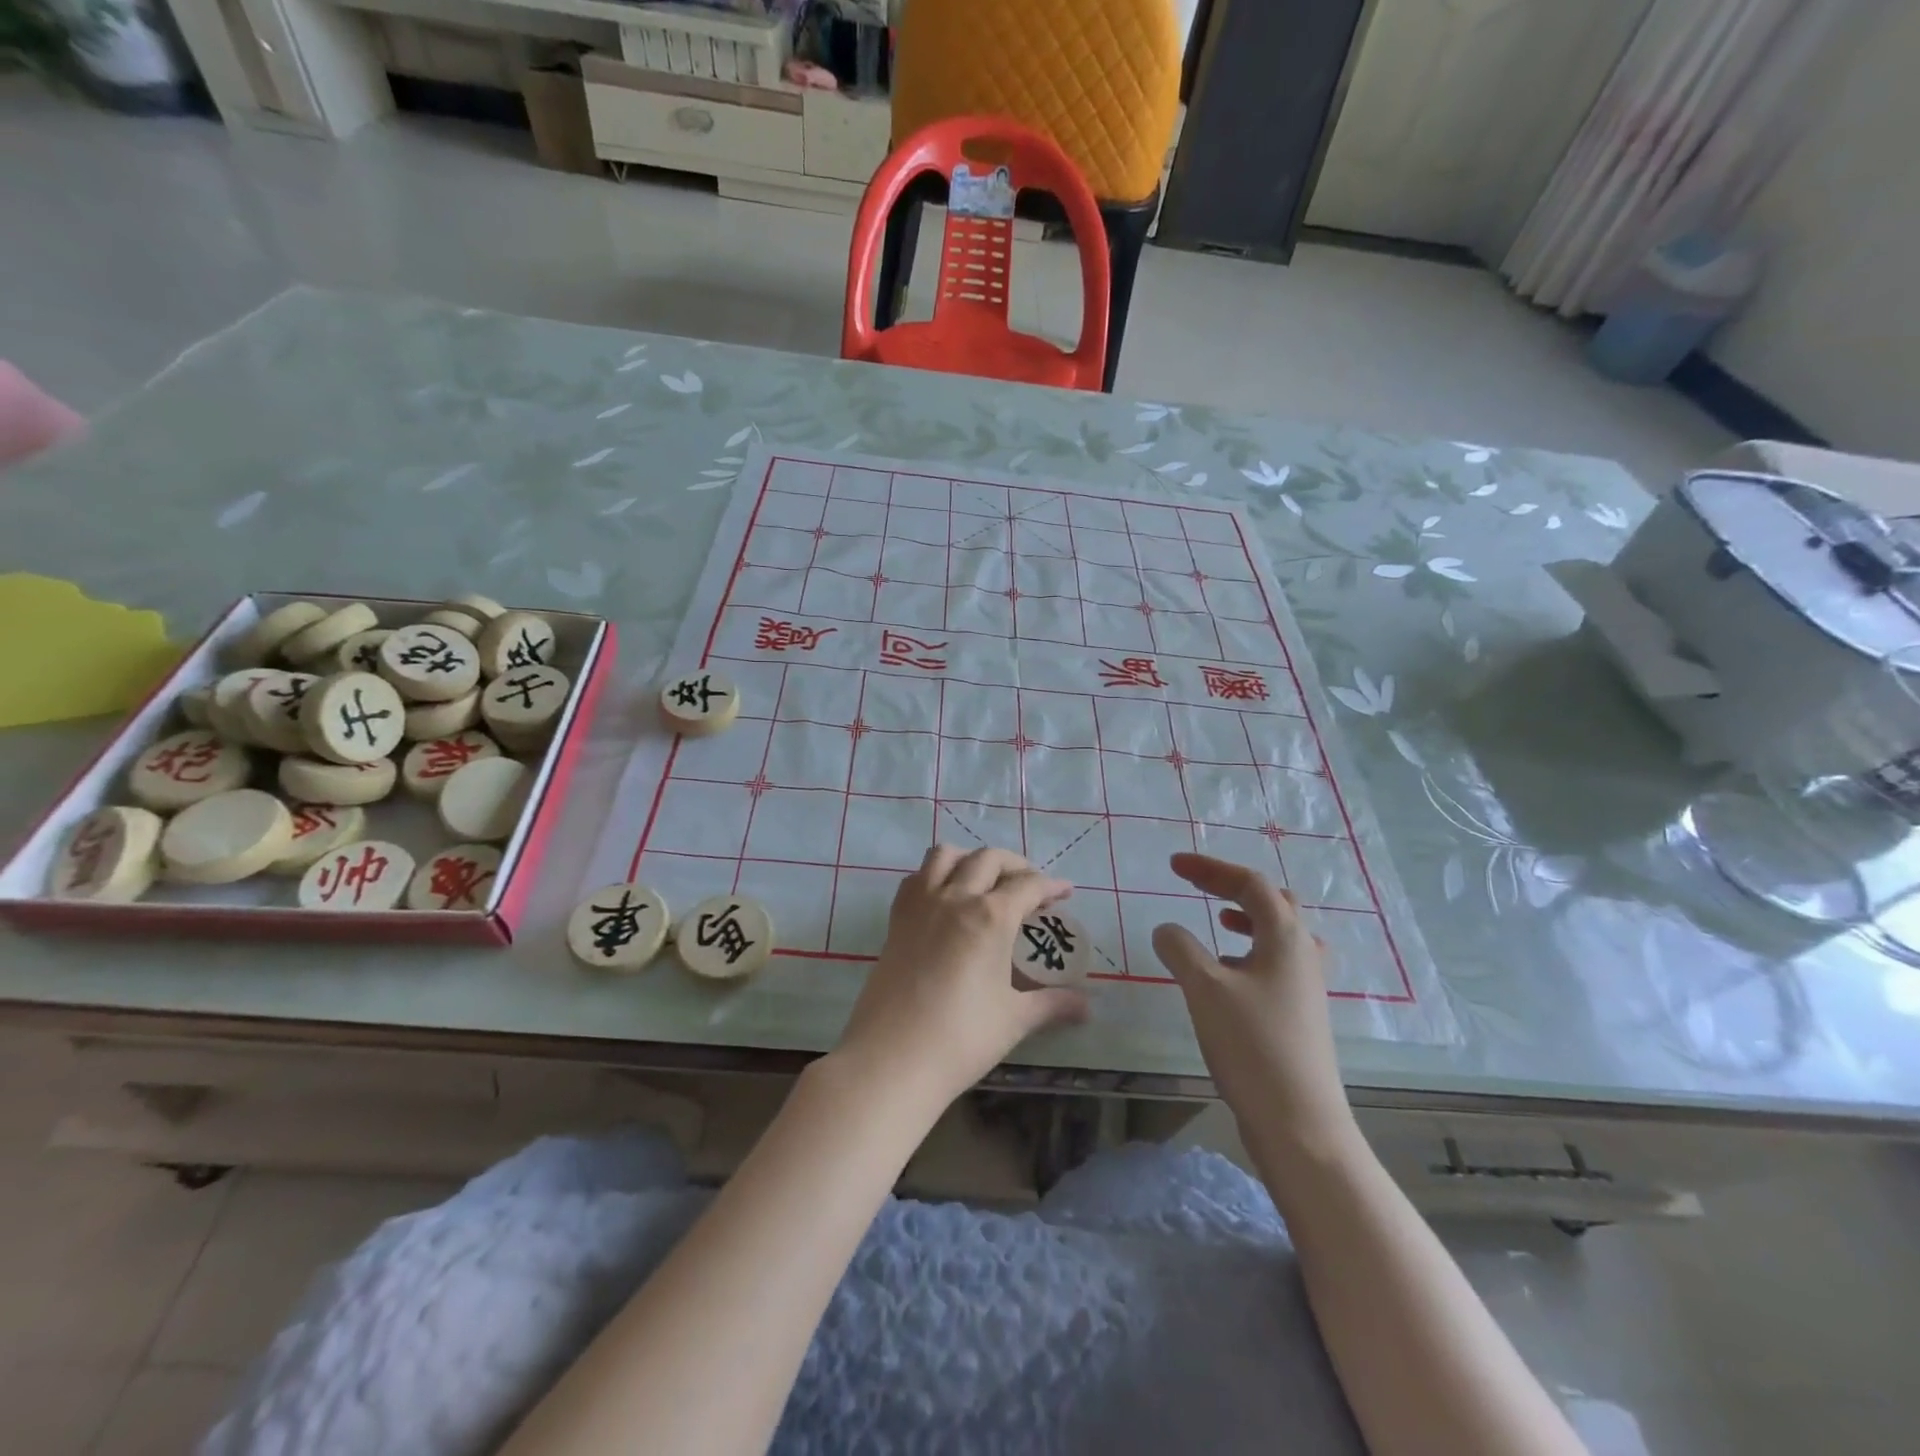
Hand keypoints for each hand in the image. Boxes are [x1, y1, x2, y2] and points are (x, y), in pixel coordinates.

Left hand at [831, 846, 1089, 1111]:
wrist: (892, 1058)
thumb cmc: (961, 1039)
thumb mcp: (1015, 1020)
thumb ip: (1053, 1004)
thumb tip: (1087, 1007)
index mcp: (991, 917)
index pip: (1028, 886)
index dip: (1051, 886)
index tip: (1065, 892)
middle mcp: (955, 897)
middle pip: (988, 859)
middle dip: (1015, 865)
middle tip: (1030, 888)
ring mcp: (921, 904)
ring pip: (946, 855)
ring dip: (970, 859)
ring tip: (985, 881)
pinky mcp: (896, 918)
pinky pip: (916, 877)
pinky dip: (935, 874)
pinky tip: (945, 897)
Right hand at [1151, 853, 1353, 1152]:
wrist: (1299, 1123)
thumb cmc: (1253, 1045)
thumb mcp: (1205, 988)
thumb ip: (1180, 948)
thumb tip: (1167, 928)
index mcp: (1285, 937)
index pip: (1250, 883)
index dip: (1211, 868)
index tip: (1174, 866)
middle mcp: (1303, 953)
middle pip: (1273, 902)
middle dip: (1232, 887)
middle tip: (1197, 886)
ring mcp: (1306, 986)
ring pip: (1278, 934)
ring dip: (1246, 918)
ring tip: (1217, 921)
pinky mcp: (1300, 1013)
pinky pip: (1275, 962)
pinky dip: (1249, 951)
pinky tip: (1226, 972)